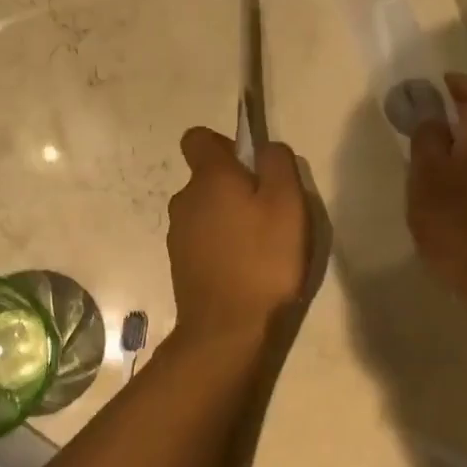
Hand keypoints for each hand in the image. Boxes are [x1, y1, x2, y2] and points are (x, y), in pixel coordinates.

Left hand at [167, 127, 308, 336]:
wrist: (228, 329)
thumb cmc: (263, 259)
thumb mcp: (287, 202)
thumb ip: (278, 163)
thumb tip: (266, 148)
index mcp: (209, 177)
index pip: (198, 138)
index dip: (224, 144)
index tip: (251, 166)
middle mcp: (185, 199)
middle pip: (206, 177)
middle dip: (234, 186)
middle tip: (269, 212)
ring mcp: (178, 234)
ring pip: (205, 210)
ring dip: (228, 218)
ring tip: (260, 245)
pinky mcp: (180, 264)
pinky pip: (202, 240)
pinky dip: (220, 245)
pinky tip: (244, 269)